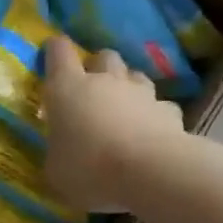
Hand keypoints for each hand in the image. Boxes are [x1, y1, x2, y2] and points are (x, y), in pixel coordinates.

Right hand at [41, 39, 187, 212]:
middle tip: (91, 90)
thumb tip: (61, 153)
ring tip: (124, 109)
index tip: (52, 54)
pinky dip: (154, 115)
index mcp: (67, 88)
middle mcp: (105, 81)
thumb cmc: (89, 168)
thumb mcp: (56, 170)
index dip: (55, 50)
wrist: (150, 173)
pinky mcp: (170, 111)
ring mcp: (141, 93)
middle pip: (103, 56)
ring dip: (128, 87)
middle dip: (98, 67)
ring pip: (135, 76)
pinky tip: (152, 132)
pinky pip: (160, 105)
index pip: (59, 51)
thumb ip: (57, 152)